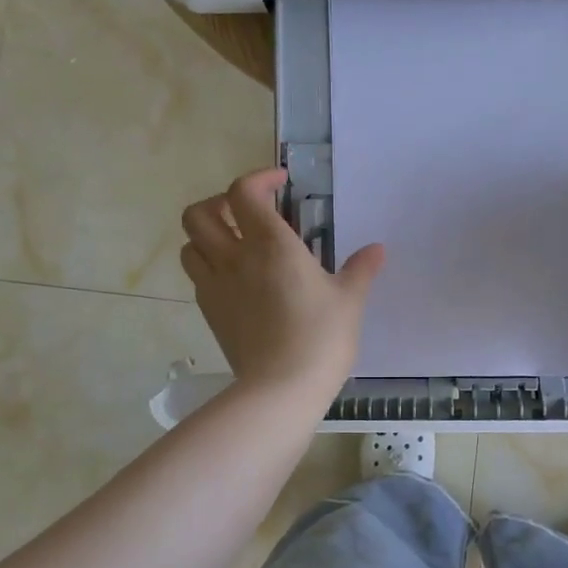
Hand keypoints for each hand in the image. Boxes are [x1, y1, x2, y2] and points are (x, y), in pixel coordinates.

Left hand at [179, 168, 385, 400]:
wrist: (281, 388)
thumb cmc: (321, 337)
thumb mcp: (349, 300)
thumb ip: (360, 270)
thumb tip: (378, 249)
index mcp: (272, 244)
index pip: (244, 192)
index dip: (258, 179)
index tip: (280, 184)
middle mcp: (235, 257)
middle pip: (200, 213)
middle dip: (219, 203)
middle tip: (247, 213)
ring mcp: (216, 286)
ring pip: (189, 244)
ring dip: (207, 235)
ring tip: (234, 244)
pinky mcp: (209, 312)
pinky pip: (197, 276)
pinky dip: (209, 266)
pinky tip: (235, 280)